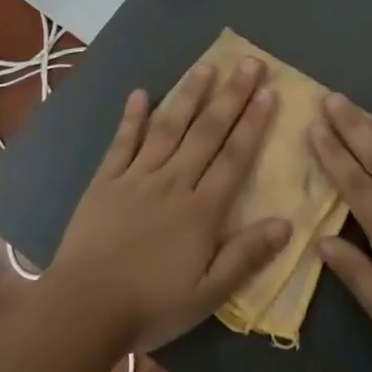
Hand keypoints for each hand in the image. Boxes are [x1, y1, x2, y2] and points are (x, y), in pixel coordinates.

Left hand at [46, 59, 291, 353]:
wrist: (84, 308)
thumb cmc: (151, 304)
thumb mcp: (208, 293)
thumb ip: (247, 255)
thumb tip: (287, 222)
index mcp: (201, 209)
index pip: (234, 157)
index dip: (253, 123)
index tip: (268, 92)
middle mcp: (173, 182)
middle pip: (207, 132)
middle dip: (231, 96)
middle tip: (249, 63)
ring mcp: (136, 177)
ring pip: (168, 127)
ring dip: (189, 95)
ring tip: (206, 66)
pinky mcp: (105, 181)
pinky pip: (122, 142)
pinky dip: (132, 117)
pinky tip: (140, 93)